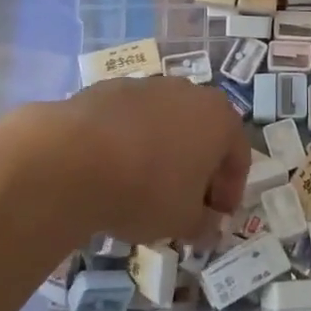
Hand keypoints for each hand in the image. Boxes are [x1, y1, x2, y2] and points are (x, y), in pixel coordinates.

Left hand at [37, 77, 251, 244]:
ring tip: (143, 186)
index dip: (230, 190)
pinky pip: (130, 119)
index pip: (238, 155)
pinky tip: (112, 169)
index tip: (215, 217)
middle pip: (203, 132)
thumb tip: (208, 225)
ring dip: (162, 151)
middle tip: (184, 201)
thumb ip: (204, 224)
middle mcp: (189, 92)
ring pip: (165, 122)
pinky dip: (129, 141)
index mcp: (220, 118)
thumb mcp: (183, 221)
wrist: (72, 157)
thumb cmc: (146, 189)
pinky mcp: (107, 88)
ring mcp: (147, 85)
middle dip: (197, 167)